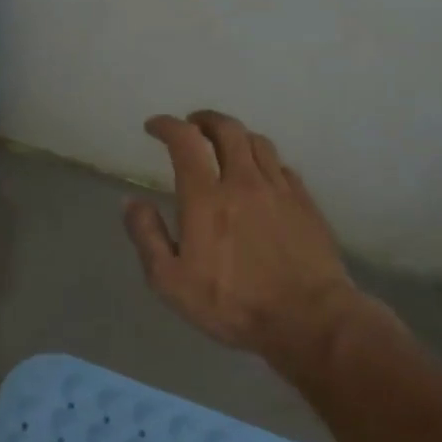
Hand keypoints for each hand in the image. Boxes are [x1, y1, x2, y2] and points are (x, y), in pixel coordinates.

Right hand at [122, 110, 382, 380]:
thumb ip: (146, 236)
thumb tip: (131, 201)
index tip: (154, 126)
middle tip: (191, 125)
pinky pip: (282, 166)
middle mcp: (243, 182)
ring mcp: (279, 191)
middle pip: (226, 129)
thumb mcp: (169, 281)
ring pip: (257, 142)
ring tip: (224, 144)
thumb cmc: (232, 304)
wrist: (310, 321)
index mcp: (205, 197)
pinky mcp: (306, 205)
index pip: (185, 141)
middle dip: (204, 120)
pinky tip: (260, 174)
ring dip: (235, 135)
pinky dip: (263, 160)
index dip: (167, 125)